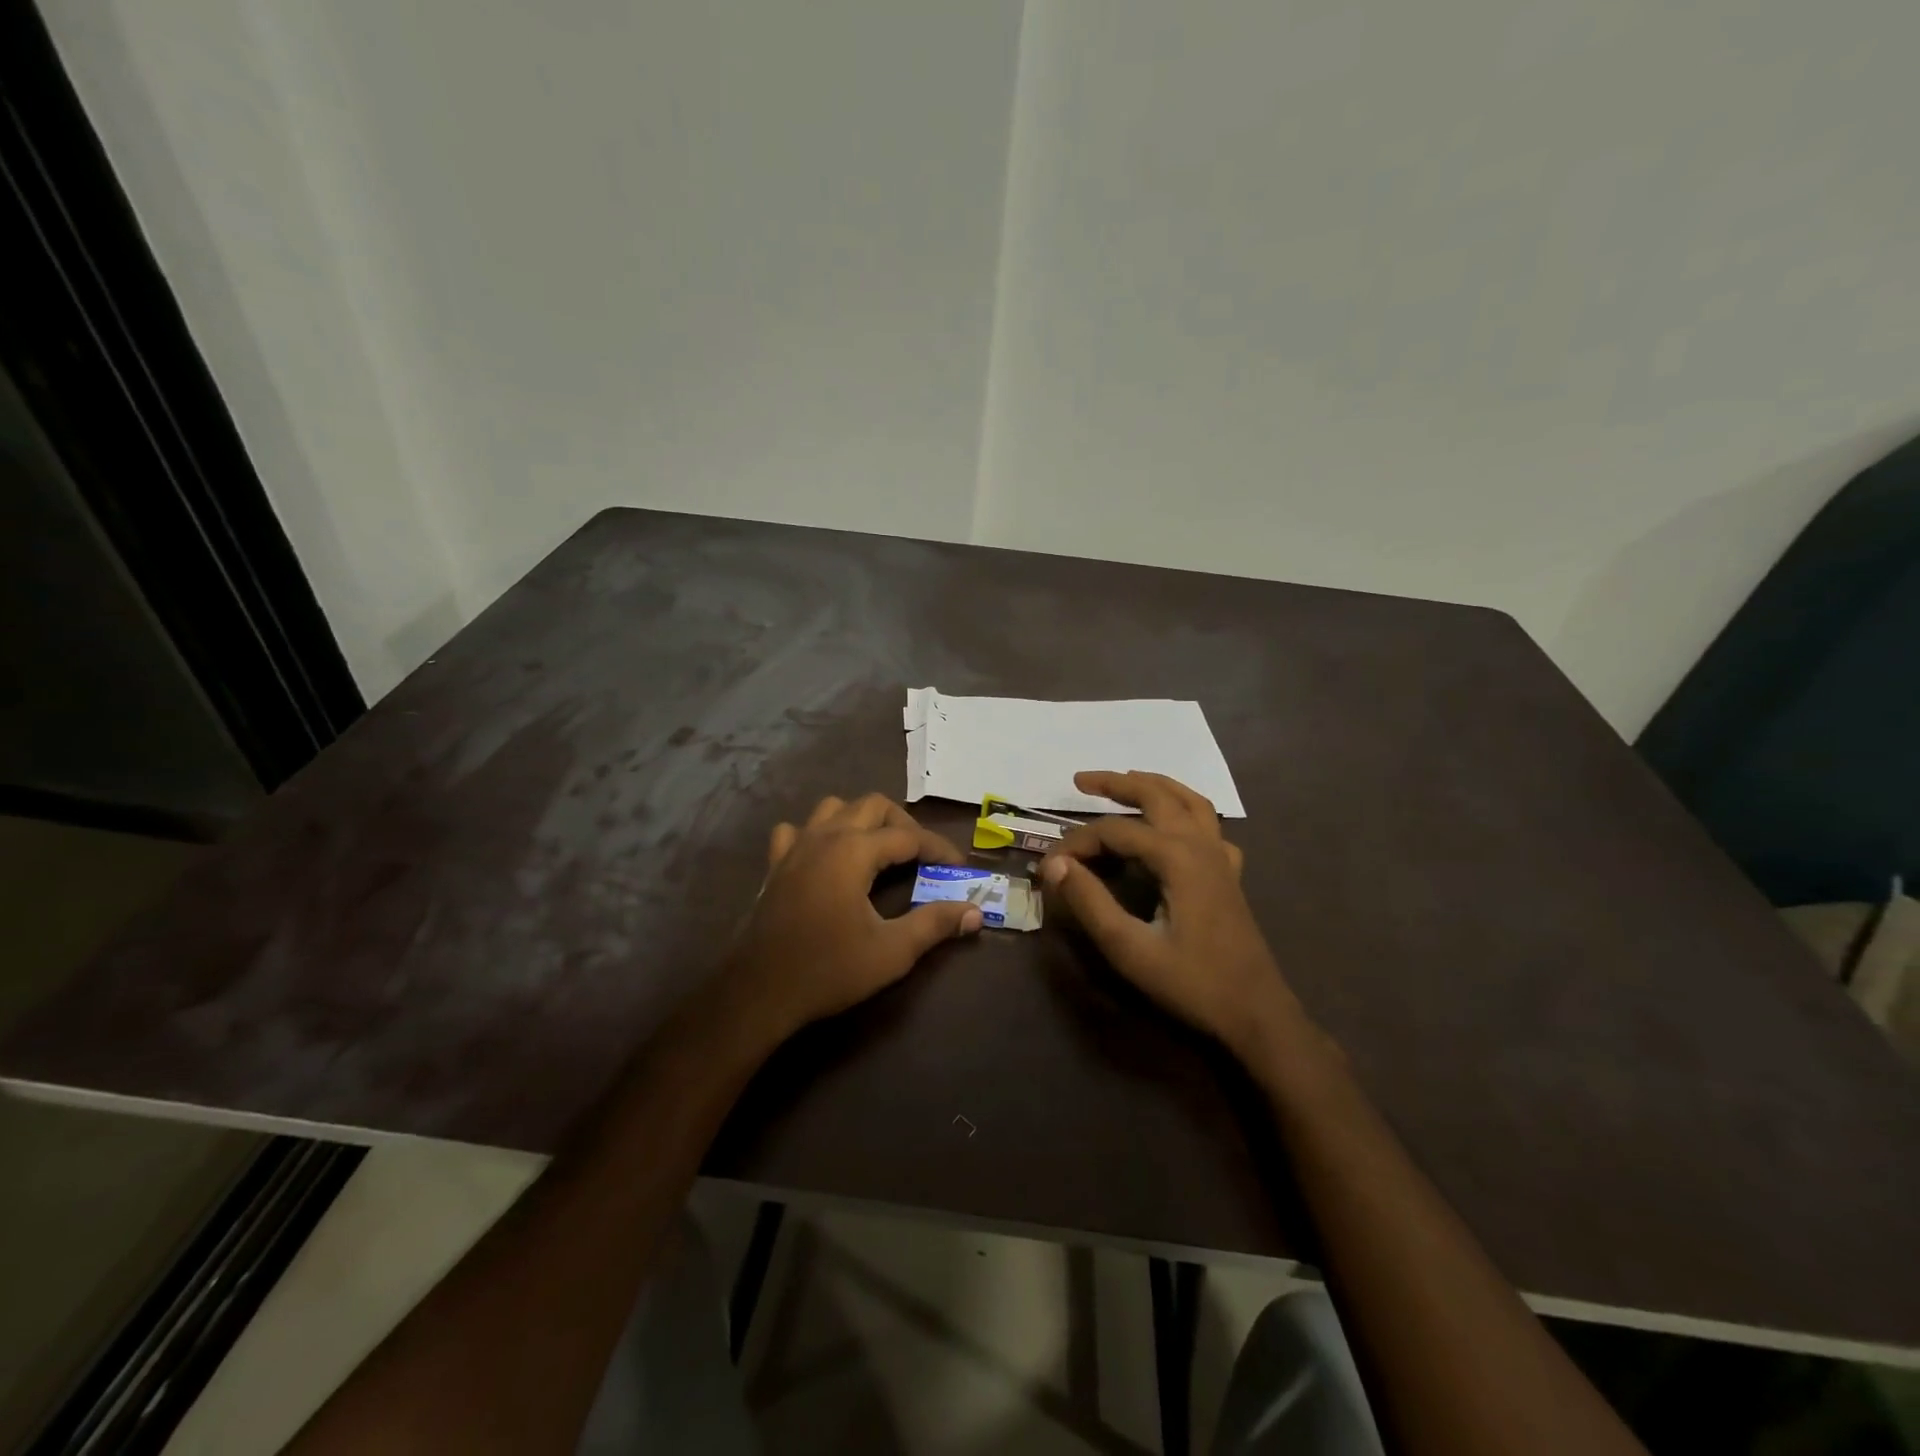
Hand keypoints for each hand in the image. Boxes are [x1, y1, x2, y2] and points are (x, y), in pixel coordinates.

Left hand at [727, 793, 983, 1041]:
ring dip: (861, 819)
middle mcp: (824, 836)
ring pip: (833, 808)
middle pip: (872, 805)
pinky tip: (825, 856)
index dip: (938, 848)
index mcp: (854, 850)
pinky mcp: (775, 865)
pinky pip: (797, 830)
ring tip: (879, 848)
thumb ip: (935, 924)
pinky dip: (817, 834)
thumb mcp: (892, 951)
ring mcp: (795, 847)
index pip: (908, 836)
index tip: (959, 866)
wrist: (759, 992)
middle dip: (903, 824)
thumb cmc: (829, 969)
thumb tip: (975, 912)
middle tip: (922, 855)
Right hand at [1039, 771, 1298, 1057]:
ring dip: (1154, 786)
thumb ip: (1090, 902)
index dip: (1076, 843)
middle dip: (1116, 783)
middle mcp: (1201, 845)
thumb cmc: (1192, 983)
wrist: (1256, 1014)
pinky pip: (1209, 826)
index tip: (1049, 866)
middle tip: (1079, 781)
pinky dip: (1187, 812)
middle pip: (1156, 795)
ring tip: (1126, 781)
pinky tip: (1174, 826)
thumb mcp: (1130, 949)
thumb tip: (1055, 864)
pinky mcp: (1229, 874)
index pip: (1114, 832)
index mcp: (1177, 858)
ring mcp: (1220, 857)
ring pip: (1189, 800)